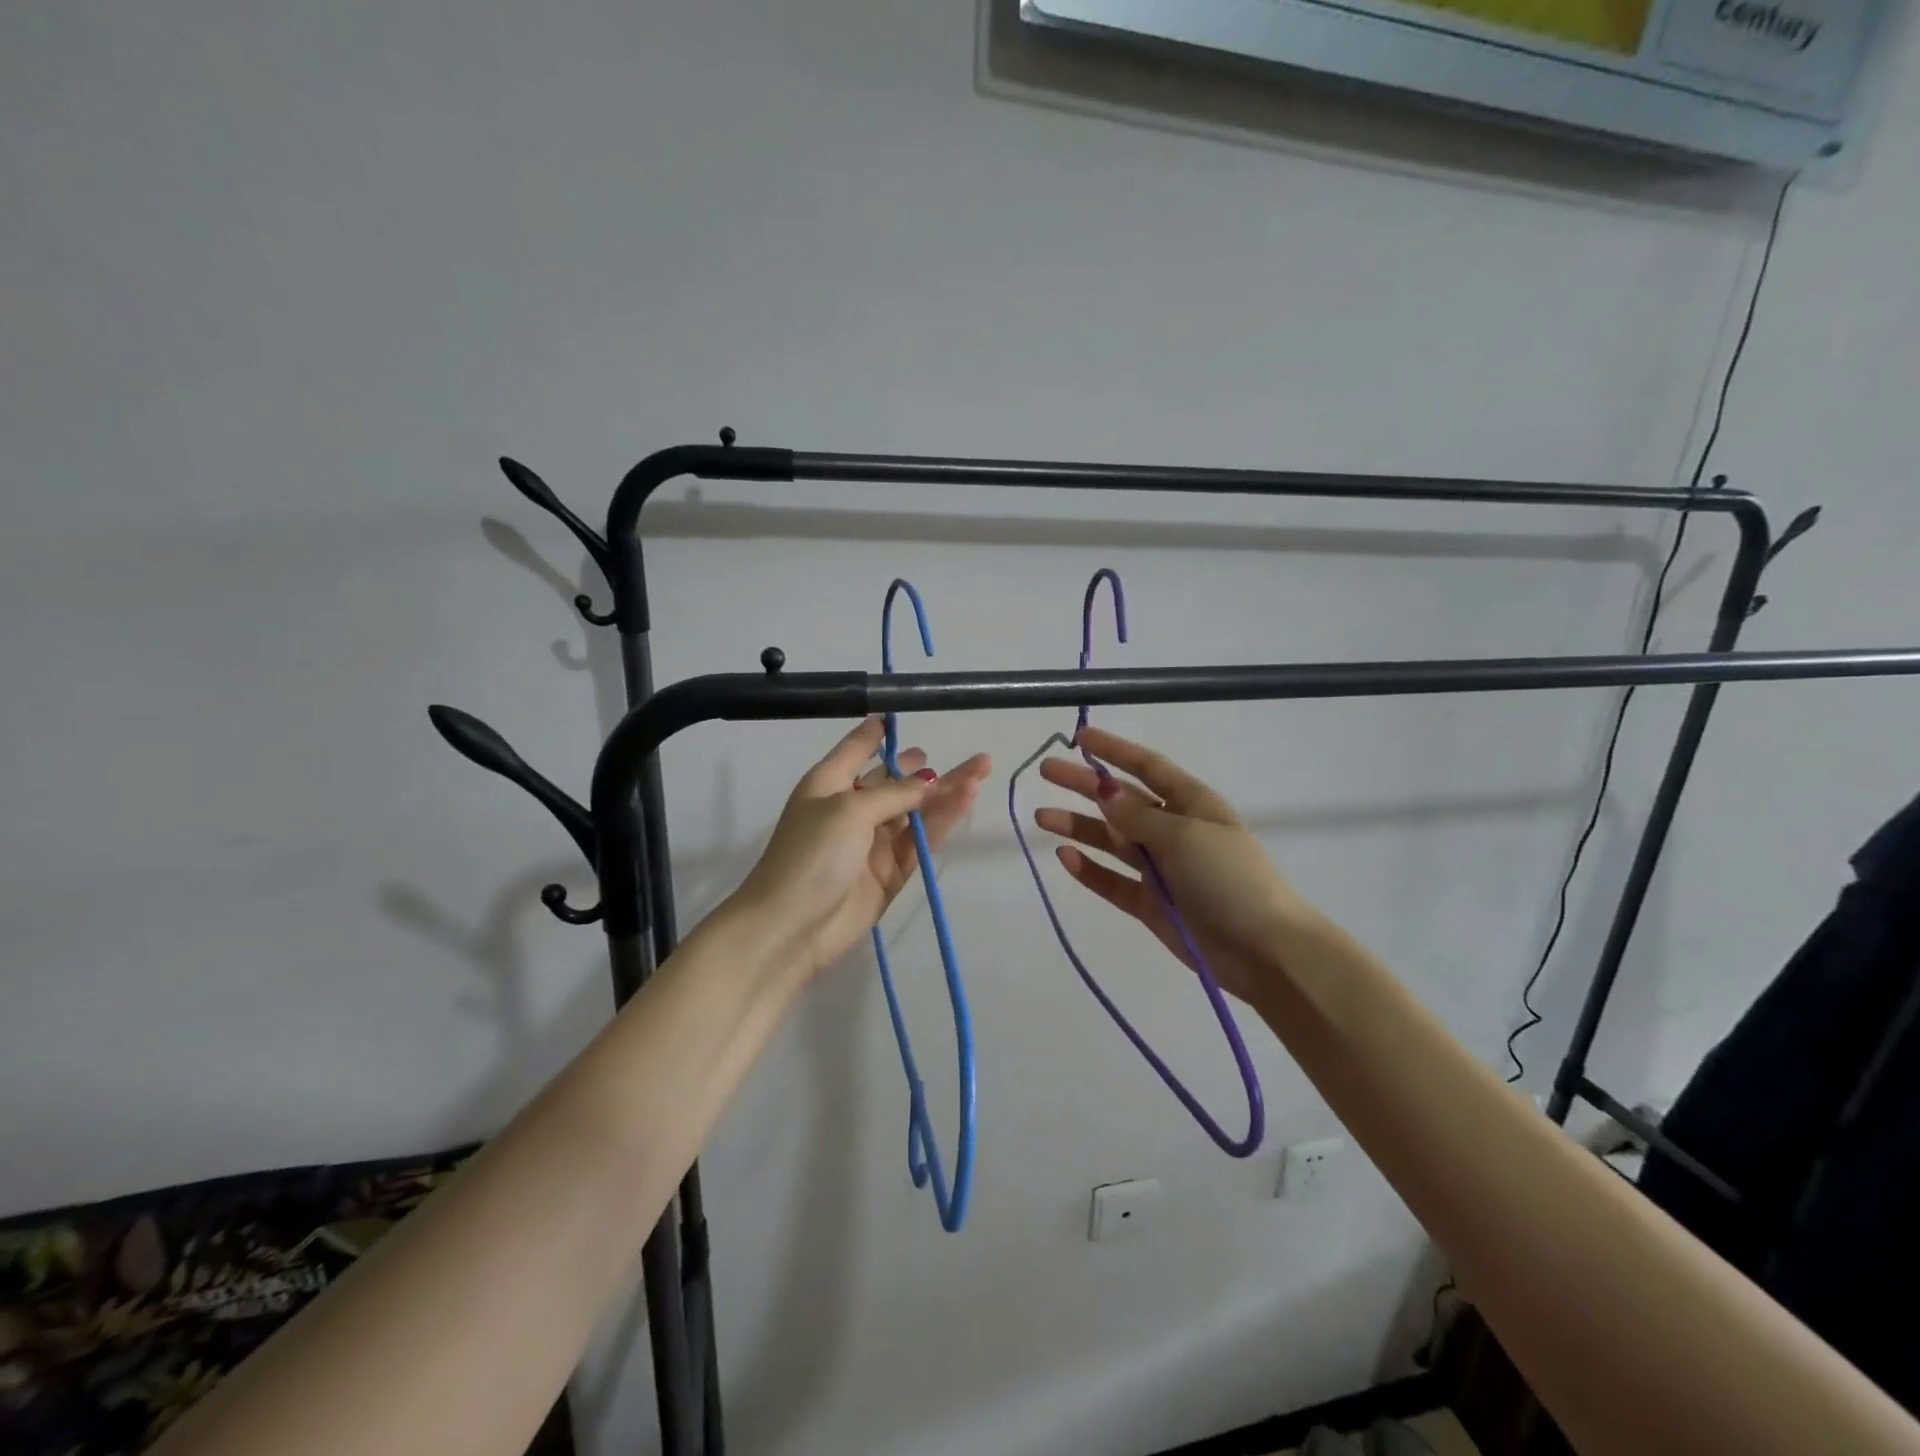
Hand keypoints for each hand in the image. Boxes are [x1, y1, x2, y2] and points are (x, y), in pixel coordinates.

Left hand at [732, 718, 990, 978]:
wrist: (791, 927)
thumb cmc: (811, 854)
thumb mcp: (850, 810)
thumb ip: (895, 793)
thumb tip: (931, 782)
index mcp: (828, 784)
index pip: (856, 748)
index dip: (877, 732)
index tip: (900, 713)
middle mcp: (850, 809)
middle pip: (893, 781)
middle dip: (924, 767)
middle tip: (964, 755)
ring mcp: (871, 842)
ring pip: (915, 810)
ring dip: (946, 791)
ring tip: (982, 767)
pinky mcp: (889, 872)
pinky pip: (920, 839)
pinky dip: (943, 820)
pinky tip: (966, 798)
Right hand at [1035, 727, 1326, 1006]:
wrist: (1264, 952)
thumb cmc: (1229, 879)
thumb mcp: (1184, 836)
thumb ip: (1138, 815)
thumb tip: (1104, 789)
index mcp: (1192, 804)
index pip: (1147, 767)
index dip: (1114, 750)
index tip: (1079, 737)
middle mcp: (1173, 831)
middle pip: (1121, 801)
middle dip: (1084, 785)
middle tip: (1046, 772)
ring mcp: (1160, 869)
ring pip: (1111, 840)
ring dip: (1078, 826)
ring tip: (1042, 817)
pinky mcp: (1150, 904)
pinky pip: (1113, 881)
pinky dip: (1089, 869)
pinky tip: (1064, 855)